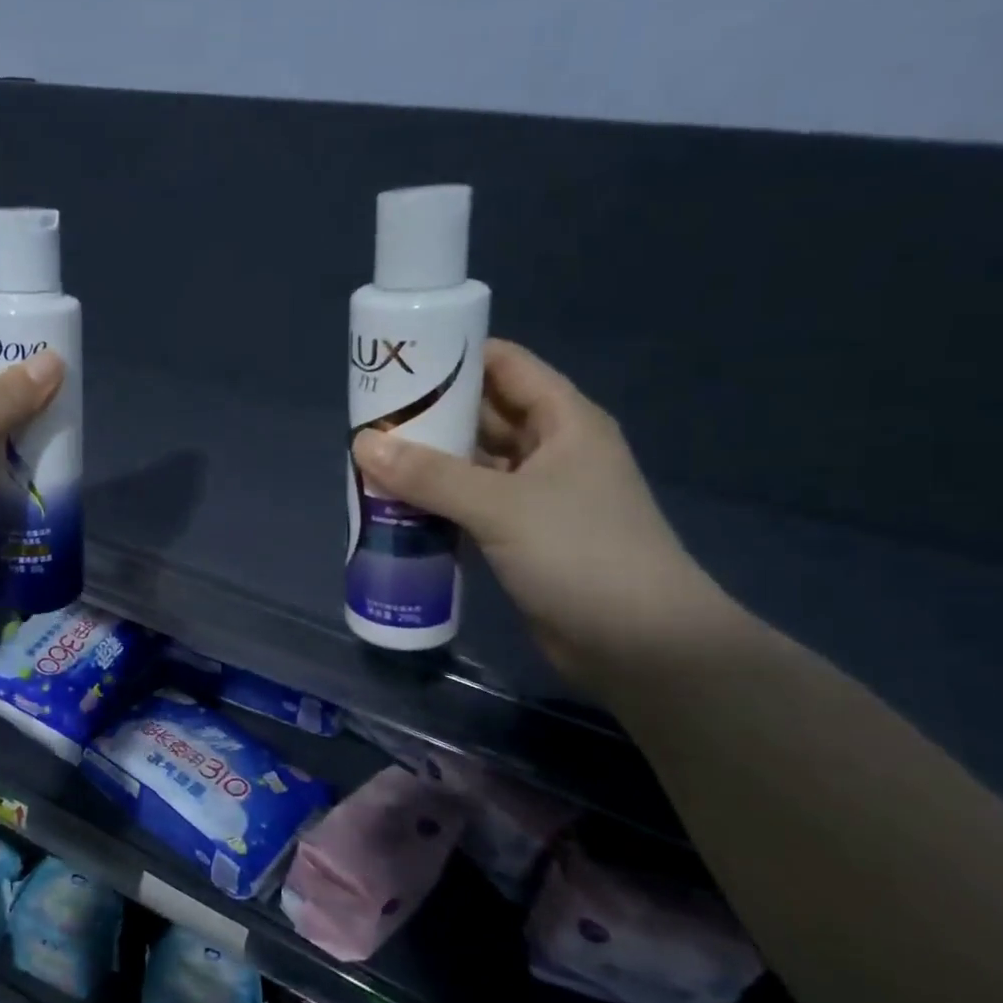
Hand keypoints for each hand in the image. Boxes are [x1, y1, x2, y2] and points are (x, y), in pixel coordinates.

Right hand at [352, 340, 729, 679]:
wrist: (640, 646)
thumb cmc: (581, 554)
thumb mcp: (502, 506)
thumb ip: (430, 474)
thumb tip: (362, 443)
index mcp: (563, 421)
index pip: (504, 365)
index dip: (454, 356)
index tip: (397, 360)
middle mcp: (550, 450)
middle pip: (482, 415)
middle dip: (429, 413)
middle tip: (369, 416)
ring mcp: (536, 496)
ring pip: (472, 464)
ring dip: (427, 462)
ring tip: (369, 458)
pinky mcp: (521, 537)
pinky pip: (469, 505)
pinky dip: (436, 502)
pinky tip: (395, 505)